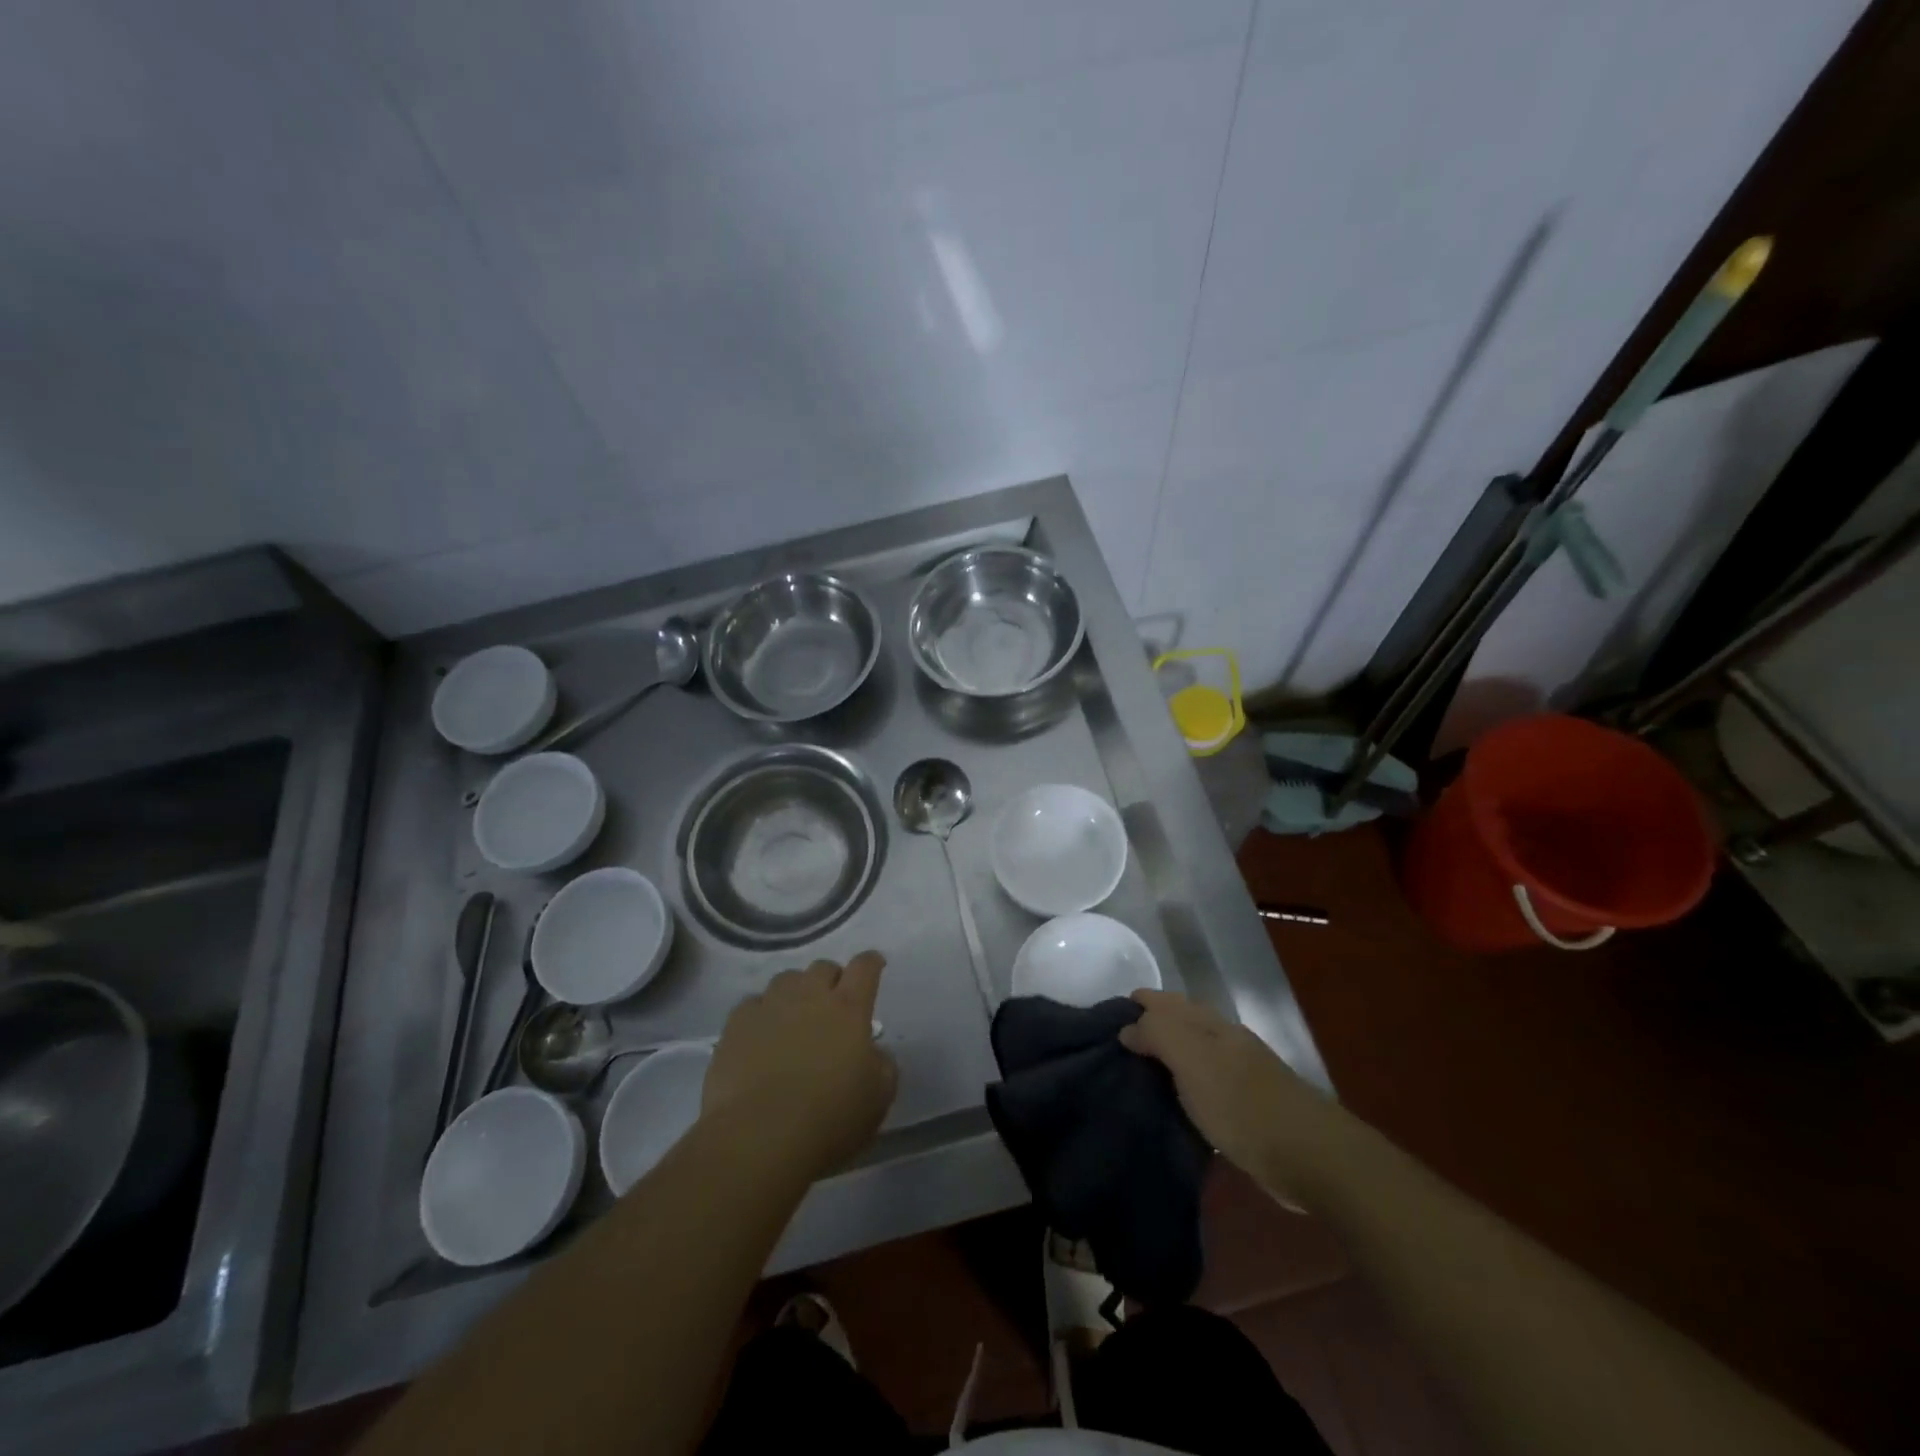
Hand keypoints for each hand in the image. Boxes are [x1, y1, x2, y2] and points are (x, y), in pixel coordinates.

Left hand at [701, 952, 897, 1177]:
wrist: (759, 1137)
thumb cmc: (829, 1118)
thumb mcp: (879, 1097)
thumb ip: (882, 1064)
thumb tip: (873, 1051)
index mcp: (848, 1009)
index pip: (864, 968)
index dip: (871, 963)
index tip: (874, 965)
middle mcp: (809, 996)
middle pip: (823, 967)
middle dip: (832, 979)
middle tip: (834, 1003)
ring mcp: (770, 1006)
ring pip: (787, 979)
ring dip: (796, 991)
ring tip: (795, 1015)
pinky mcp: (736, 1024)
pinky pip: (753, 1004)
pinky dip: (762, 1013)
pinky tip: (762, 1033)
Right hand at [1120, 989, 1343, 1200]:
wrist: (1307, 1155)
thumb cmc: (1241, 1102)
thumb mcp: (1191, 1059)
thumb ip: (1157, 1034)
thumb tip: (1127, 1028)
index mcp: (1210, 1024)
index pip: (1164, 1001)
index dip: (1137, 1004)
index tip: (1105, 1020)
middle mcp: (1223, 1041)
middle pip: (1180, 1023)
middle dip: (1149, 1026)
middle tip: (1114, 1047)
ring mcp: (1238, 1074)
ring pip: (1192, 1054)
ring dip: (1166, 1057)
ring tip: (1134, 1074)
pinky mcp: (1245, 1109)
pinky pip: (1203, 1086)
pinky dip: (1183, 1086)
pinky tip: (1171, 1103)